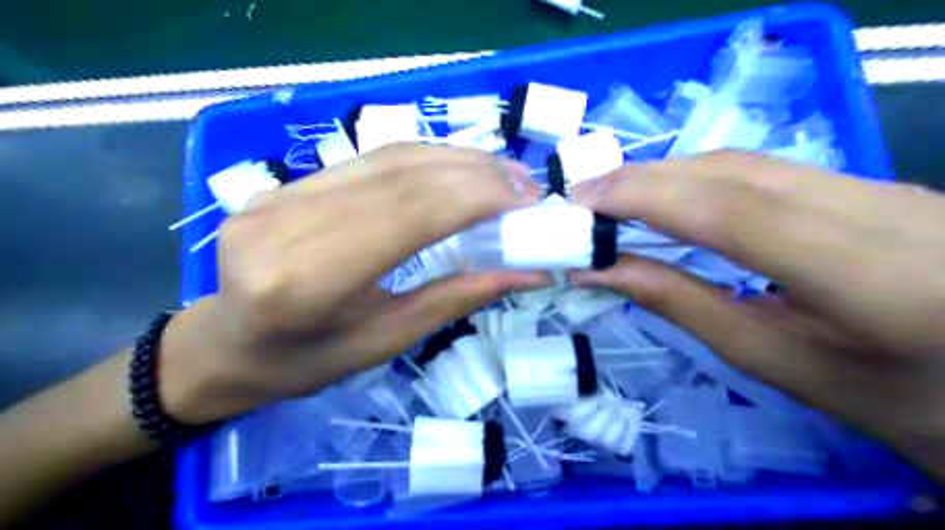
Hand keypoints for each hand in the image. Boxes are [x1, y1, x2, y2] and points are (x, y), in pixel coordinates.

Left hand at [159, 145, 546, 426]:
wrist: (227, 345)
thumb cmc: (306, 362)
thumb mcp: (387, 341)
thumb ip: (456, 298)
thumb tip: (526, 272)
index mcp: (308, 281)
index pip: (407, 214)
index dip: (474, 197)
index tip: (526, 199)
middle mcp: (287, 223)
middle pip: (400, 177)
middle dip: (475, 174)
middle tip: (525, 185)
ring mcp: (279, 194)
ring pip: (386, 157)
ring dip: (455, 160)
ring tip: (502, 174)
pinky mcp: (284, 183)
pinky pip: (369, 160)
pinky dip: (424, 161)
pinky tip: (457, 170)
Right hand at [567, 149, 944, 475]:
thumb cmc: (887, 398)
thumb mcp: (776, 361)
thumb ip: (683, 305)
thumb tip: (603, 270)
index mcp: (868, 275)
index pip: (730, 209)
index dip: (644, 196)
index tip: (580, 202)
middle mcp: (879, 208)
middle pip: (731, 171)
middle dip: (643, 178)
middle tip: (582, 200)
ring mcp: (877, 186)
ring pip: (744, 162)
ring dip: (665, 175)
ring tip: (611, 200)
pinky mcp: (866, 184)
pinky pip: (761, 170)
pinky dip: (696, 179)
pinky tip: (667, 198)